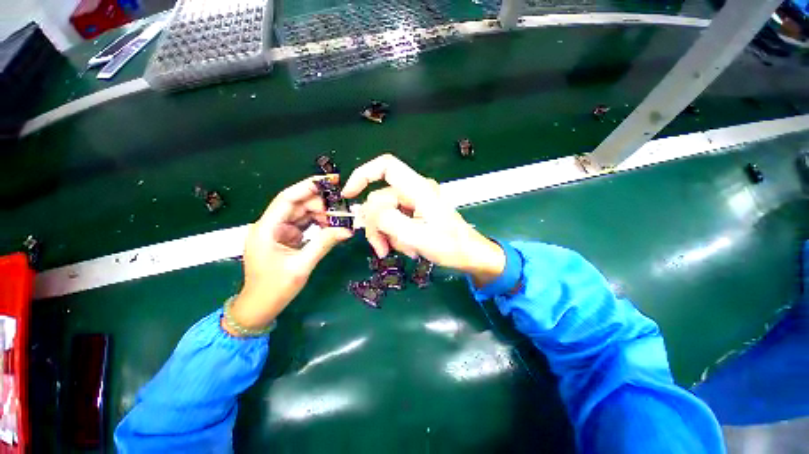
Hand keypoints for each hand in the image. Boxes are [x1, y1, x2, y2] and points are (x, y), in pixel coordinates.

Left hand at [227, 176, 352, 334]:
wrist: (259, 307)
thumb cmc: (274, 288)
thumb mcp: (302, 265)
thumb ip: (324, 243)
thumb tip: (347, 229)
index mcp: (266, 228)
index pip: (287, 198)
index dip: (308, 187)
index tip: (330, 181)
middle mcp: (271, 225)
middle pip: (298, 205)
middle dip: (321, 204)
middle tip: (343, 208)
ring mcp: (279, 232)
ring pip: (303, 214)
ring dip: (322, 214)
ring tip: (341, 218)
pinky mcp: (286, 238)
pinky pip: (305, 225)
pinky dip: (318, 224)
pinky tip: (332, 225)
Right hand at [342, 154, 504, 286]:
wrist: (470, 255)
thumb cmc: (450, 246)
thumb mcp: (416, 237)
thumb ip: (389, 221)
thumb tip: (367, 211)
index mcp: (418, 189)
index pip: (386, 166)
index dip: (363, 174)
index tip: (349, 195)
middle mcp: (415, 191)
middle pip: (380, 199)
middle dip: (376, 226)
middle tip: (381, 249)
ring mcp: (415, 202)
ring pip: (386, 214)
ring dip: (388, 235)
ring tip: (403, 251)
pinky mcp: (416, 212)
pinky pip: (395, 221)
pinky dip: (395, 236)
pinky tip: (408, 248)